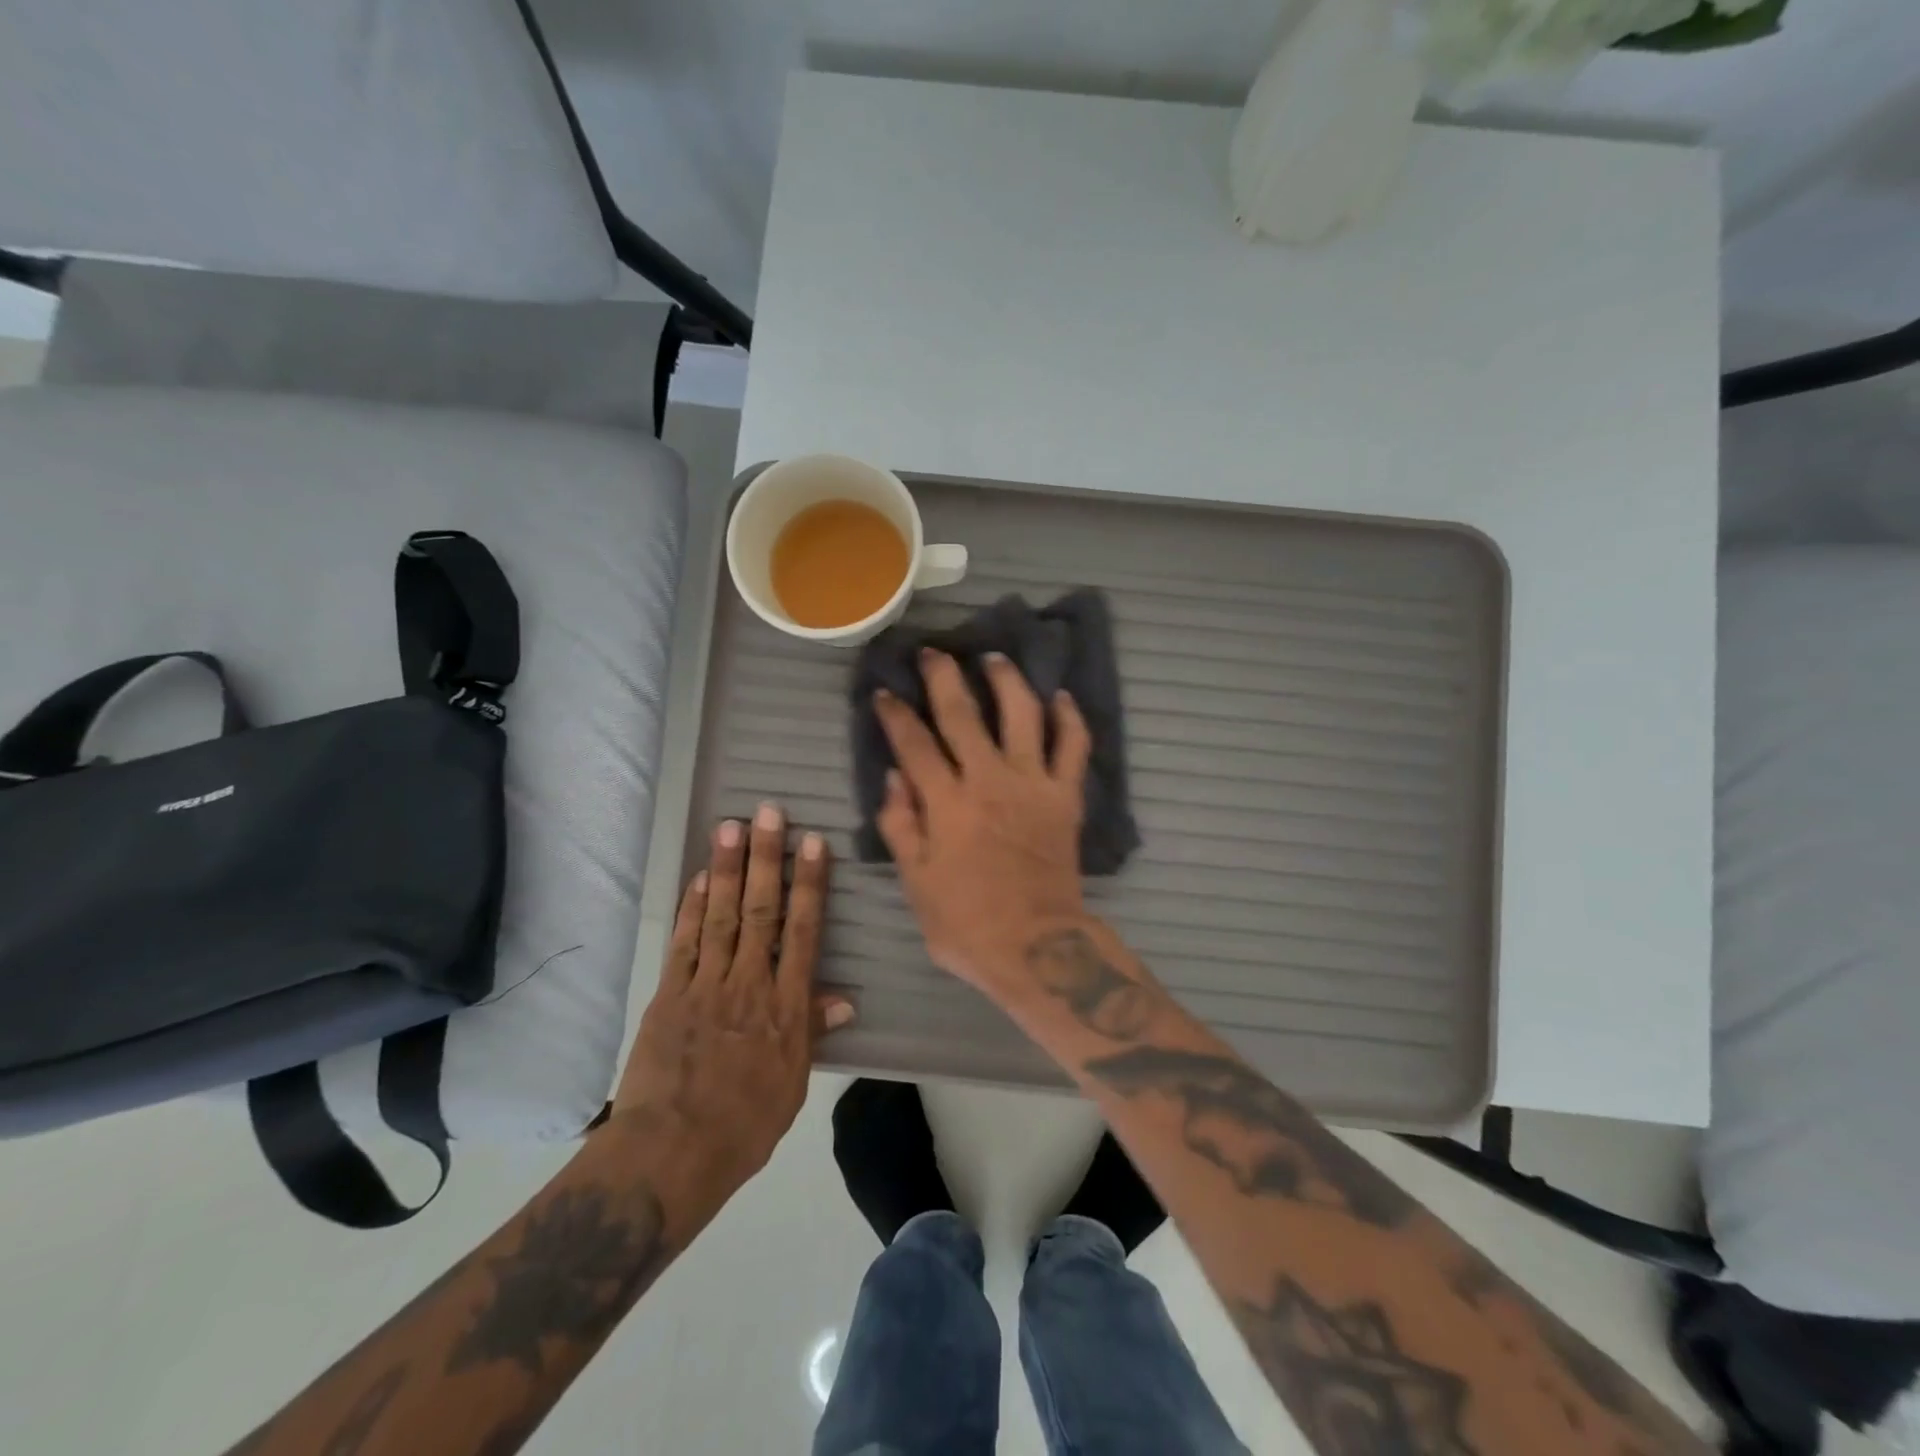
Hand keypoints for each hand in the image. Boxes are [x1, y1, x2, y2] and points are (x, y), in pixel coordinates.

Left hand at [611, 803, 854, 1200]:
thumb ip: (812, 1032)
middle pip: (762, 911)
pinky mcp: (670, 994)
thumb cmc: (744, 1126)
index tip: (812, 844)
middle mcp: (750, 984)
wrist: (671, 1156)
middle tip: (769, 812)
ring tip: (731, 826)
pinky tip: (701, 878)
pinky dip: (693, 908)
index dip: (809, 884)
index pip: (803, 932)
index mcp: (786, 1007)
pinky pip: (685, 943)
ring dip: (728, 869)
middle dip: (767, 858)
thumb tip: (842, 998)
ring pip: (723, 916)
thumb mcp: (793, 1084)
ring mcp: (706, 985)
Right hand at [873, 650, 1092, 995]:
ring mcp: (1033, 784)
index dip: (895, 714)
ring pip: (1023, 714)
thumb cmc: (966, 924)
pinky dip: (1071, 718)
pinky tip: (1060, 697)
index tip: (884, 691)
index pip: (914, 744)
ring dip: (1007, 680)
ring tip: (994, 658)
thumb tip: (893, 776)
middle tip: (932, 652)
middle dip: (943, 676)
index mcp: (947, 803)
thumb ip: (901, 825)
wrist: (1037, 949)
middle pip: (963, 713)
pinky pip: (1074, 747)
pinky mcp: (1067, 797)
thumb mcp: (916, 883)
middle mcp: (989, 780)